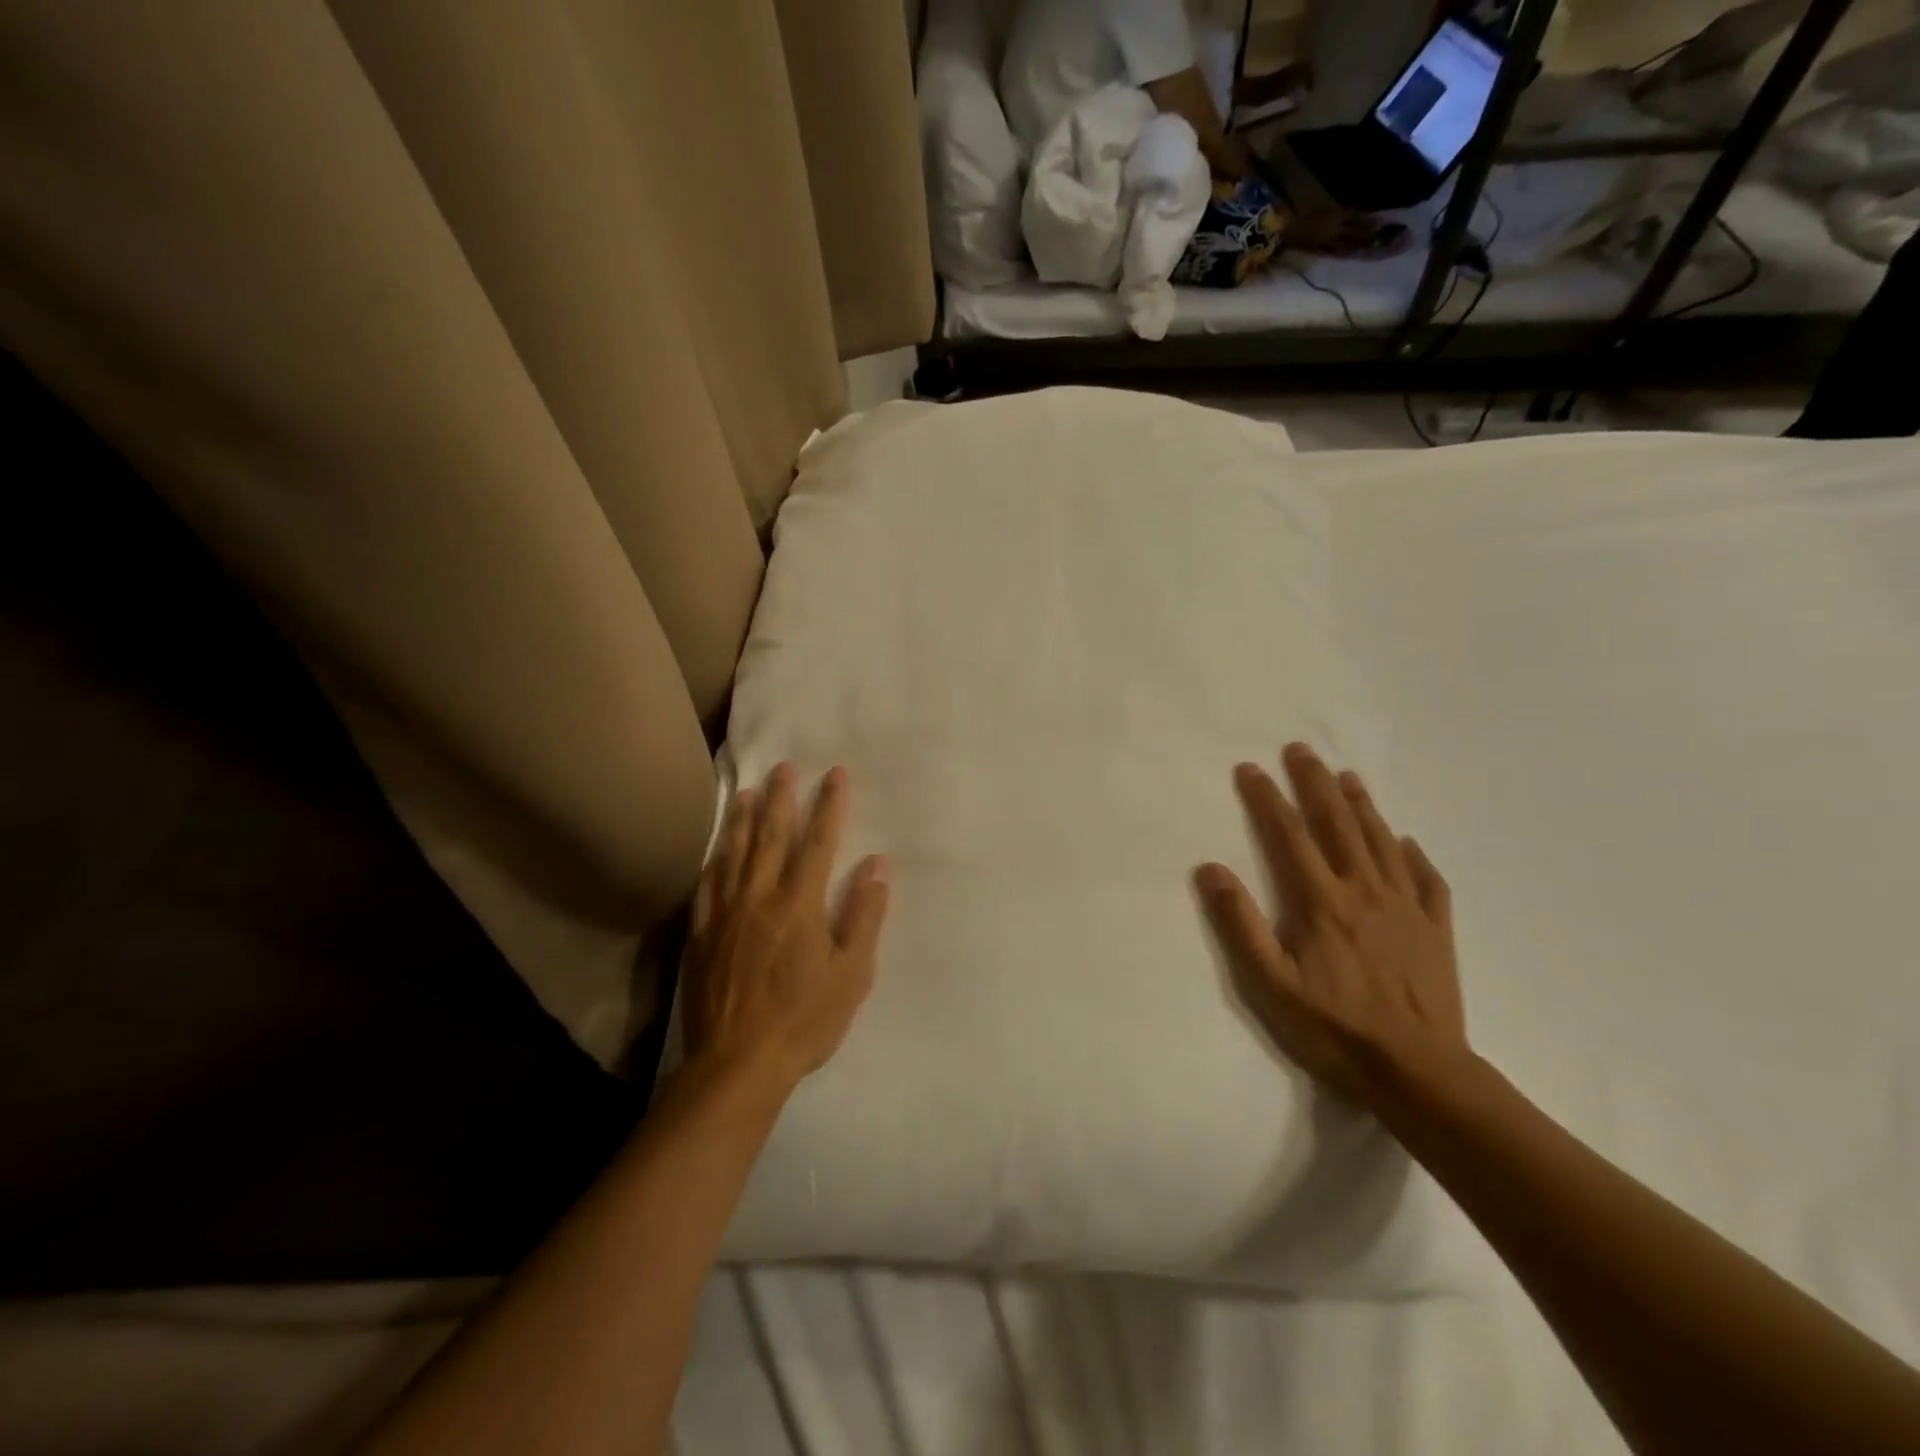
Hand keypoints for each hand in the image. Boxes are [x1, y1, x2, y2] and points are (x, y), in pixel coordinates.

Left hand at [683, 763, 890, 1091]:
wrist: (737, 1063)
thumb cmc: (805, 1020)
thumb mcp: (851, 974)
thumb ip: (864, 916)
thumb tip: (877, 866)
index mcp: (799, 905)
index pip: (818, 843)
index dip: (829, 806)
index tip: (835, 775)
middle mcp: (759, 897)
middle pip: (771, 837)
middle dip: (782, 799)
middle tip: (784, 767)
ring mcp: (724, 914)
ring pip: (734, 854)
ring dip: (744, 819)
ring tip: (749, 790)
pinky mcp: (700, 934)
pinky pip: (707, 884)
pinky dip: (714, 858)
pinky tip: (717, 847)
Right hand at [1195, 743, 1468, 1108]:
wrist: (1419, 1073)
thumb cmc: (1334, 1028)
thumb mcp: (1270, 984)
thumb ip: (1240, 923)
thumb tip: (1210, 868)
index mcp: (1322, 901)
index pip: (1290, 835)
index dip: (1268, 798)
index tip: (1250, 768)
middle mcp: (1365, 891)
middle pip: (1338, 824)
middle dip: (1316, 783)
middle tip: (1301, 750)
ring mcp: (1406, 908)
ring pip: (1382, 842)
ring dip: (1362, 806)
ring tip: (1348, 776)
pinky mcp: (1436, 930)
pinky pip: (1427, 880)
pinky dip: (1414, 854)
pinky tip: (1406, 842)